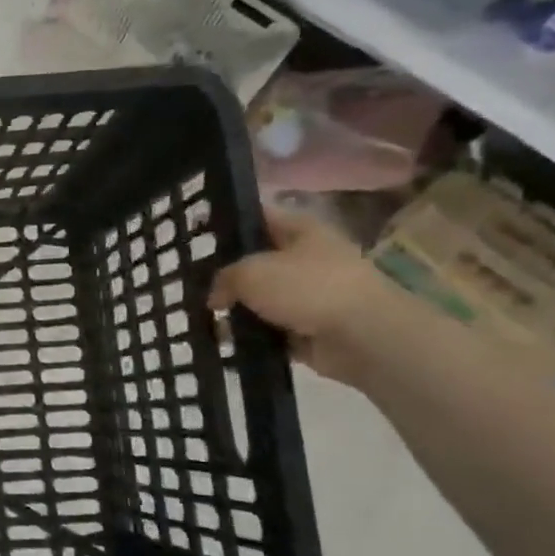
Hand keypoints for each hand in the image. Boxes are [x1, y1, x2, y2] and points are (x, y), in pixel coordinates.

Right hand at [207, 208, 394, 384]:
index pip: (259, 216)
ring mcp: (310, 295)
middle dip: (226, 272)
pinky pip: (269, 329)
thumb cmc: (308, 287)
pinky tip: (223, 339)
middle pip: (257, 260)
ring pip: (260, 298)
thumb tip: (215, 297)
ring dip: (236, 308)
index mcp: (301, 230)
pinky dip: (250, 335)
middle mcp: (308, 258)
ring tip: (203, 315)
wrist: (363, 337)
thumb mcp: (250, 272)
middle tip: (191, 280)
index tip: (195, 233)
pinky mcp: (309, 329)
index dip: (228, 221)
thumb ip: (223, 278)